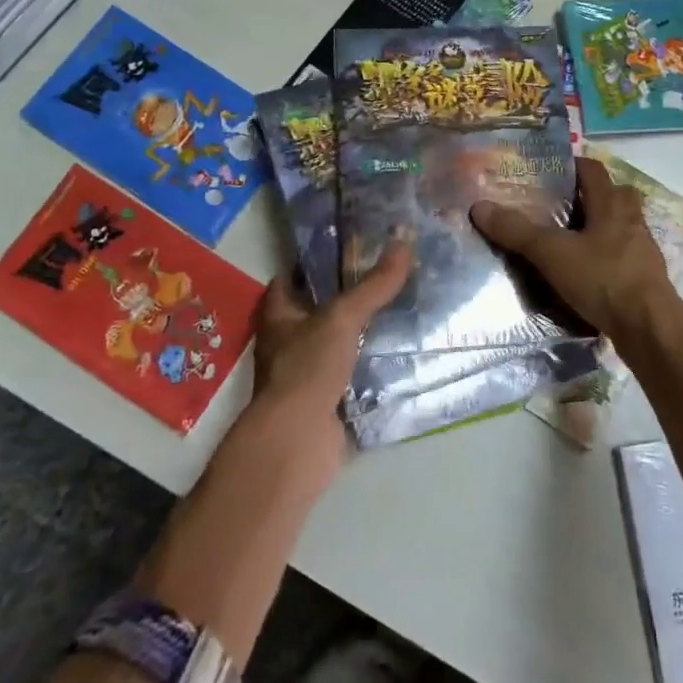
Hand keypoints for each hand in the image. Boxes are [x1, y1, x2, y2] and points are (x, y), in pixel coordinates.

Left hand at [251, 241, 411, 432]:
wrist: (298, 441)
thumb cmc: (307, 369)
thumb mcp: (342, 318)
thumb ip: (374, 285)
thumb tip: (404, 240)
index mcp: (278, 317)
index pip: (289, 279)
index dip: (311, 262)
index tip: (346, 246)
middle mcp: (287, 343)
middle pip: (316, 311)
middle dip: (345, 297)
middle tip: (385, 276)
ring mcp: (306, 375)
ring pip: (337, 344)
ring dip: (362, 332)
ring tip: (401, 308)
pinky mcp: (327, 401)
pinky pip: (353, 375)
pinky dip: (372, 366)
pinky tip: (401, 353)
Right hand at [470, 158, 673, 344]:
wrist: (649, 328)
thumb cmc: (603, 279)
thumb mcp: (553, 254)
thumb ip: (517, 231)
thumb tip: (480, 207)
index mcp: (611, 205)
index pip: (594, 171)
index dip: (574, 165)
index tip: (551, 170)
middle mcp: (631, 221)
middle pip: (613, 195)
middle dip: (590, 196)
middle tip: (560, 205)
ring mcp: (642, 250)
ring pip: (620, 226)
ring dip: (599, 227)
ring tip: (569, 239)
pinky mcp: (645, 277)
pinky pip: (623, 256)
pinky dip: (605, 257)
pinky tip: (587, 273)